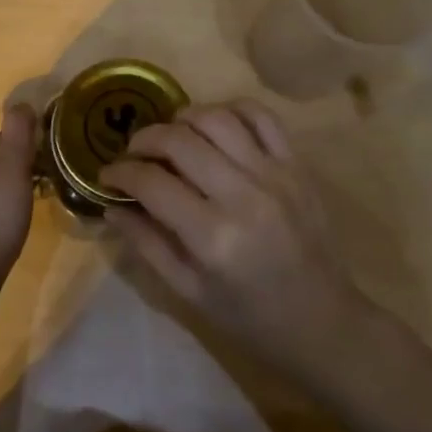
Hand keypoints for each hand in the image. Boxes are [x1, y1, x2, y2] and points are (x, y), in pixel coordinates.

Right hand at [101, 101, 364, 378]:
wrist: (324, 321)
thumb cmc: (250, 318)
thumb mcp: (188, 292)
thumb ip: (147, 244)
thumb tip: (111, 205)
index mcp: (213, 237)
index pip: (152, 182)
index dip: (120, 172)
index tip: (107, 175)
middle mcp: (243, 196)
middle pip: (179, 141)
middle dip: (144, 139)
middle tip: (133, 152)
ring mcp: (275, 175)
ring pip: (217, 118)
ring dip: (182, 118)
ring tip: (170, 135)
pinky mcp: (297, 165)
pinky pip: (261, 116)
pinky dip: (231, 110)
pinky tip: (214, 125)